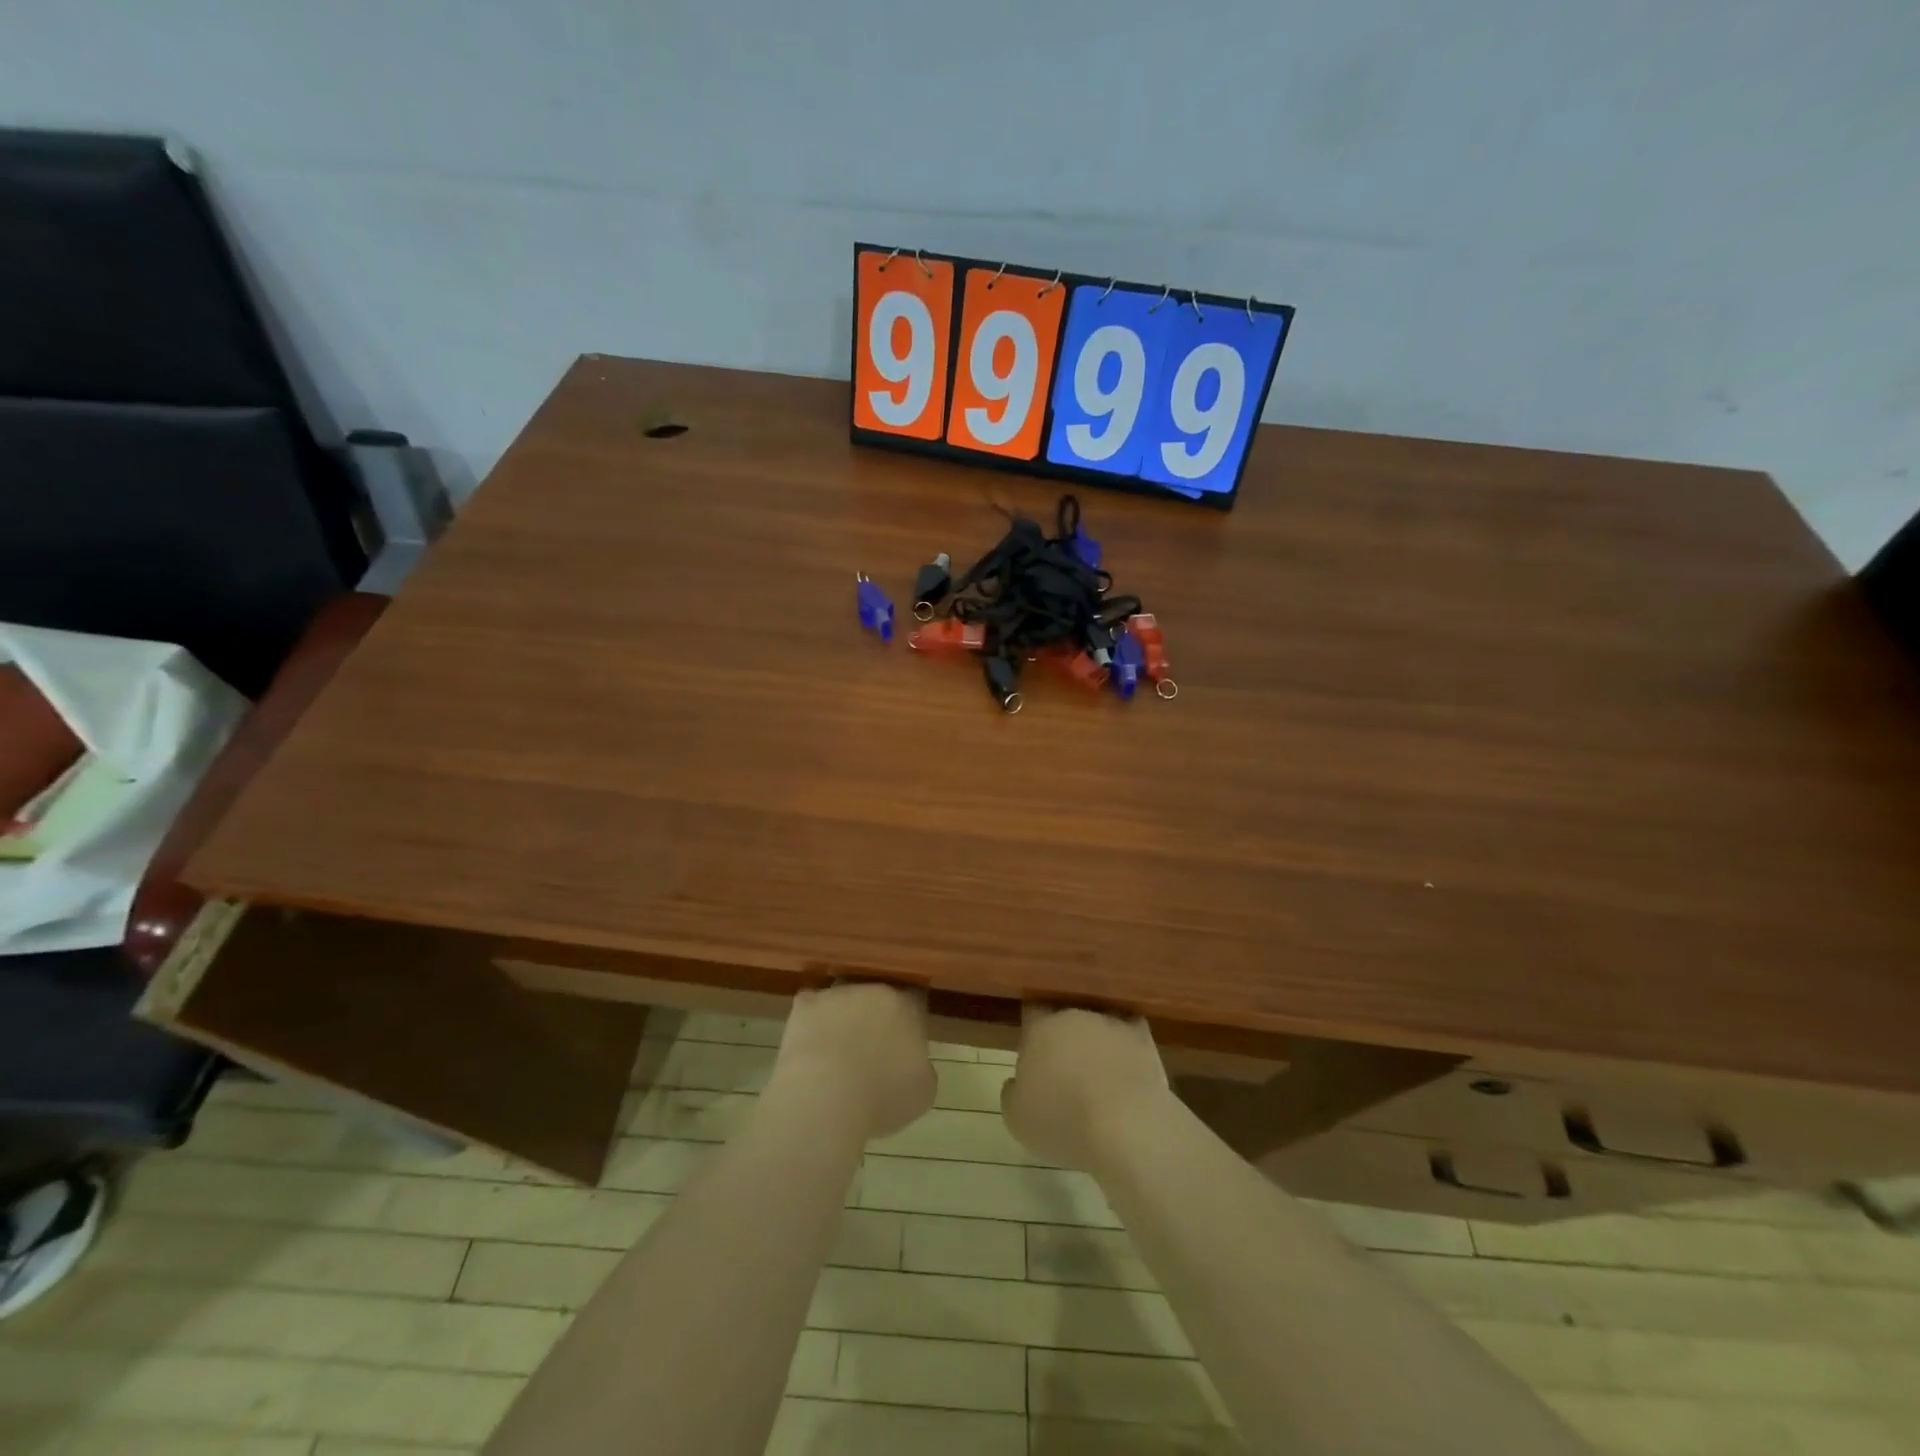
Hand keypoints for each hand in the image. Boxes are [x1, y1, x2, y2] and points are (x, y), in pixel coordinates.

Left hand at [771, 982, 935, 1141]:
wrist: (827, 1096)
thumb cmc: (883, 1096)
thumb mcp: (923, 1091)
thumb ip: (922, 1066)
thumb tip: (913, 1062)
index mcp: (907, 1006)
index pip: (915, 997)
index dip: (911, 1016)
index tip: (907, 1036)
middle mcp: (874, 989)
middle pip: (879, 994)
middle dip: (877, 1015)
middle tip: (873, 1046)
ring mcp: (837, 994)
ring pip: (845, 998)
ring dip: (845, 1015)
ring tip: (838, 1049)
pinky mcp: (804, 1006)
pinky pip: (812, 1008)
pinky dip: (812, 1023)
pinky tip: (812, 1046)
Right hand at [1001, 1005, 1173, 1172]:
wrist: (1126, 1126)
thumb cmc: (1063, 1121)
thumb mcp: (1017, 1119)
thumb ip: (1012, 1092)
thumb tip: (1017, 1082)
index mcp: (1039, 1028)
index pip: (1031, 1011)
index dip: (1031, 1028)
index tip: (1033, 1048)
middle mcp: (1074, 1015)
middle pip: (1064, 1016)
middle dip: (1064, 1037)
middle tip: (1065, 1067)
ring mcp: (1110, 1022)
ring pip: (1097, 1024)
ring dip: (1095, 1041)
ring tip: (1099, 1073)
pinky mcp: (1142, 1038)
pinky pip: (1130, 1034)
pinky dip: (1127, 1047)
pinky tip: (1127, 1067)